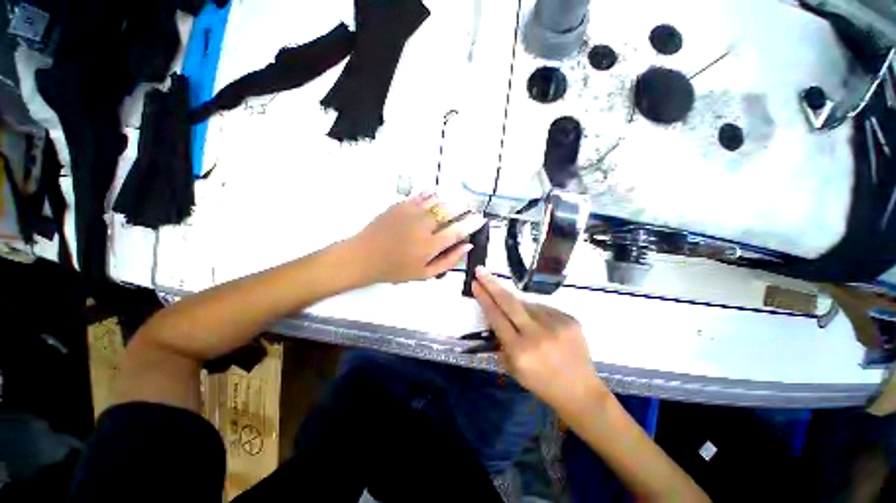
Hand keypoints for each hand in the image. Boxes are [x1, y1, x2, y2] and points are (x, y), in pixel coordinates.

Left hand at [351, 192, 485, 283]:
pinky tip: (437, 195)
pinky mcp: (401, 205)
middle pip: (450, 211)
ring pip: (438, 201)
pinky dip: (433, 194)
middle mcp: (423, 226)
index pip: (458, 231)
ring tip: (456, 203)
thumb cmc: (395, 269)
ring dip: (450, 201)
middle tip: (469, 209)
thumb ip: (448, 260)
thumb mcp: (424, 274)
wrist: (364, 256)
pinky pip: (422, 195)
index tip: (480, 219)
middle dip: (464, 209)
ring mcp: (411, 213)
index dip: (472, 224)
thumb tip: (467, 245)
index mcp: (430, 245)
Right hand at [471, 267, 603, 409]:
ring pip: (527, 304)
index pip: (496, 316)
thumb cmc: (541, 383)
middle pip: (509, 301)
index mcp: (520, 350)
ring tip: (522, 320)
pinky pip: (544, 309)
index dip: (484, 298)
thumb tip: (494, 316)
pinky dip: (537, 313)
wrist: (580, 391)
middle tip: (481, 270)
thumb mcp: (512, 368)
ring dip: (518, 305)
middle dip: (492, 284)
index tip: (475, 283)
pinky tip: (541, 326)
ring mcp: (556, 324)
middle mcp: (537, 334)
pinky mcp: (569, 319)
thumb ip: (500, 341)